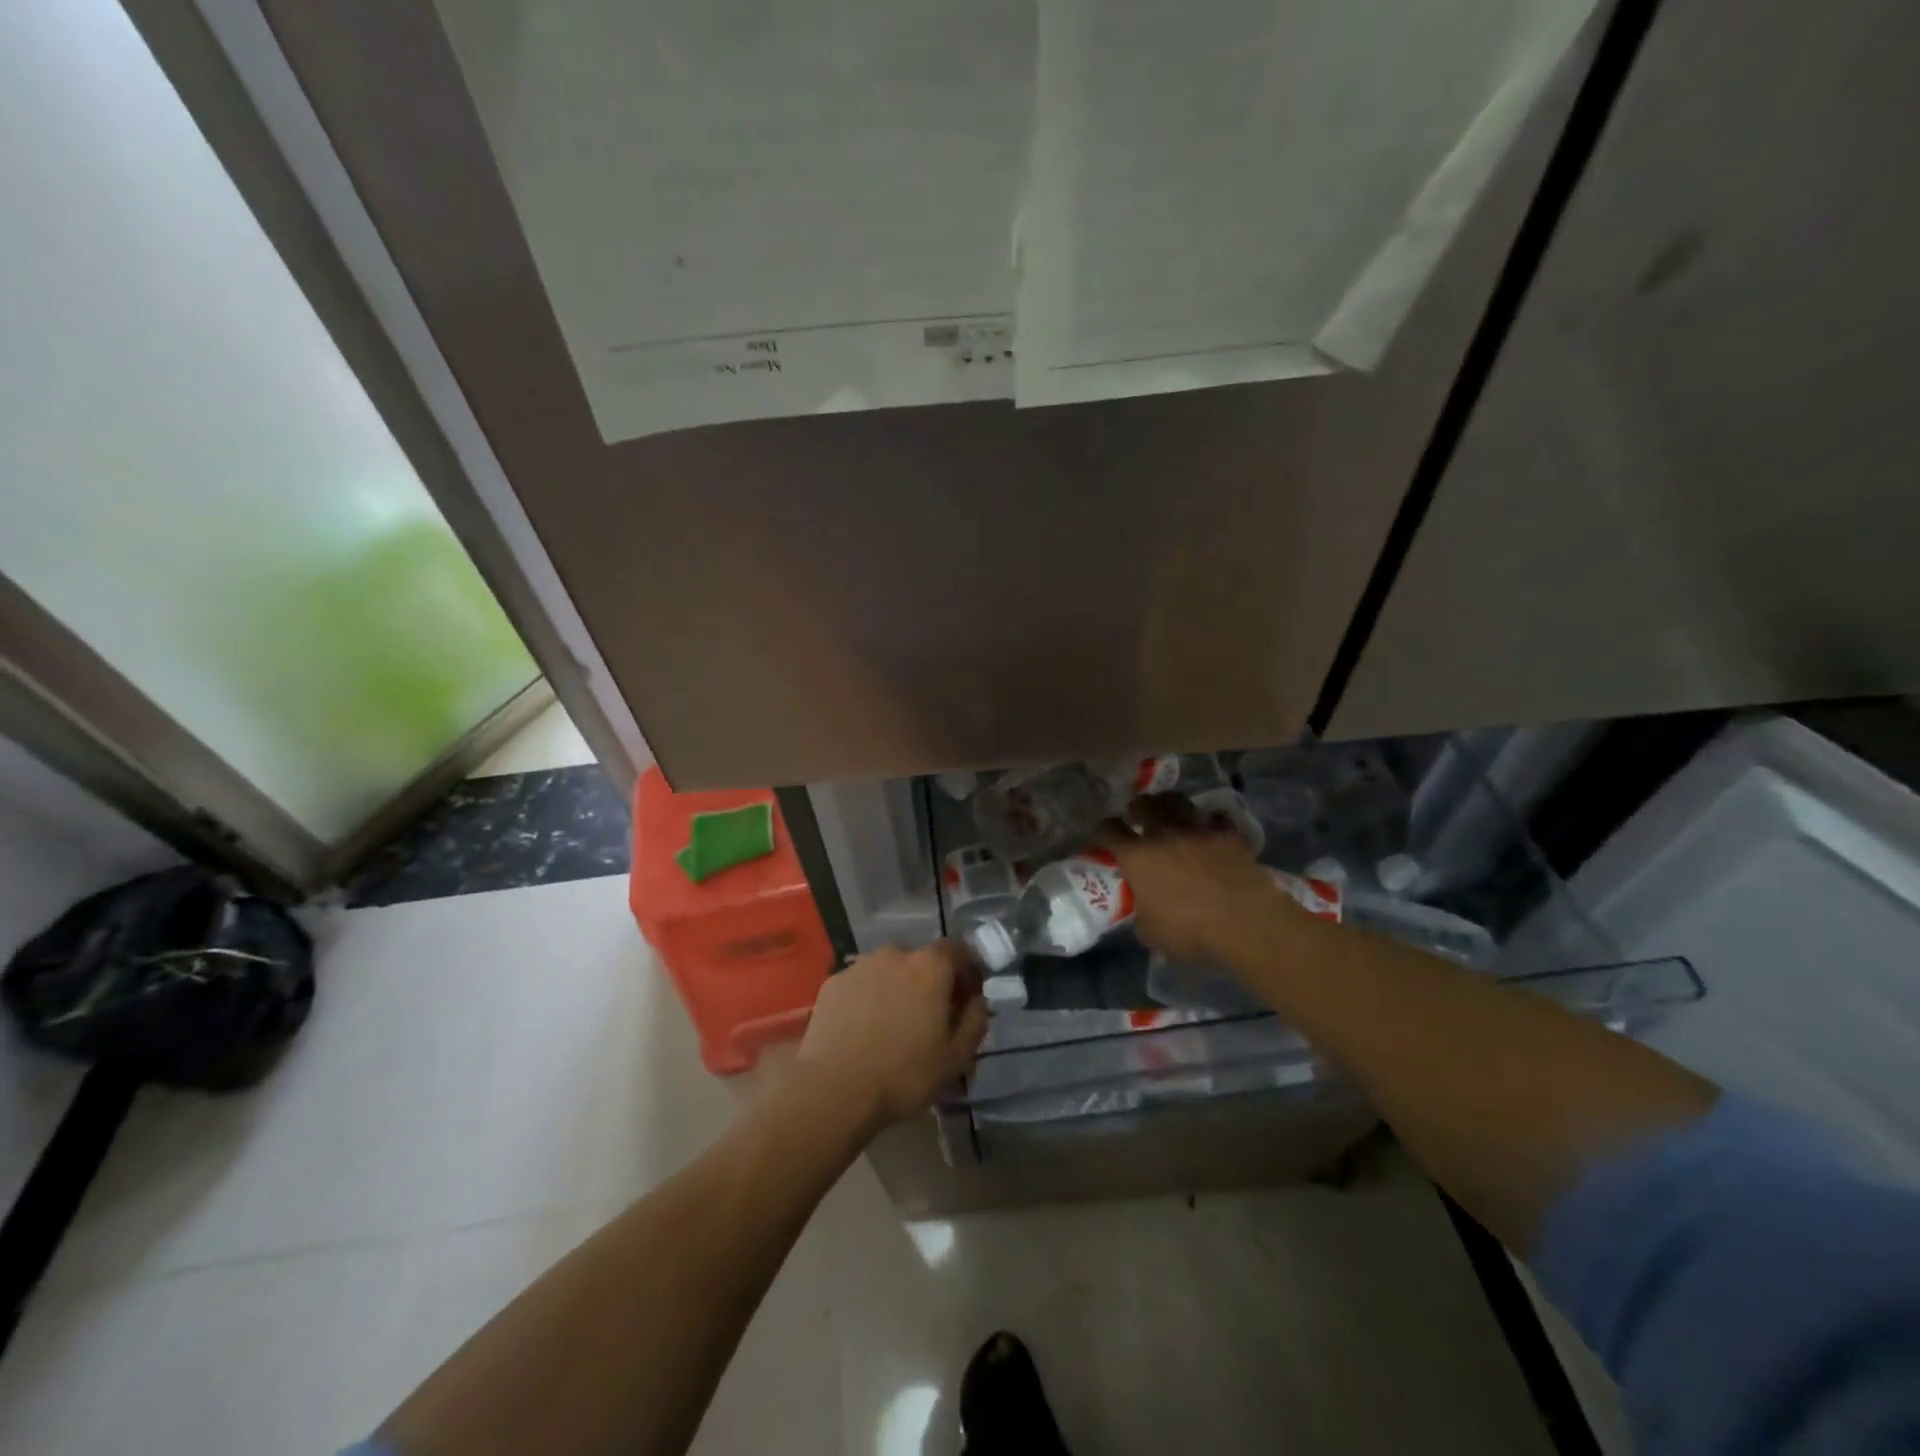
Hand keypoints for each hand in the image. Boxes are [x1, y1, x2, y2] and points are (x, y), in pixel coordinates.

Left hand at [793, 941, 988, 1133]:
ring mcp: (860, 965)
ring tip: (895, 1023)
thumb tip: (977, 1002)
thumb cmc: (903, 1074)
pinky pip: (862, 983)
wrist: (833, 1089)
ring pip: (889, 970)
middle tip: (932, 1015)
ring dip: (898, 987)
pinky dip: (869, 997)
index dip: (967, 971)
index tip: (968, 998)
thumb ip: (975, 1022)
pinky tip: (865, 1028)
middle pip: (921, 959)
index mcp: (930, 966)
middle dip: (931, 981)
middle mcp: (895, 954)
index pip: (957, 950)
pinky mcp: (833, 983)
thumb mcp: (956, 1058)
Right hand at [1097, 793, 1285, 963]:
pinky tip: (1212, 825)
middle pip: (1144, 806)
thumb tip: (1144, 915)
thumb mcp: (1152, 934)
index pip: (1110, 831)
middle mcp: (1164, 835)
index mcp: (1137, 857)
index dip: (1103, 829)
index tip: (1104, 832)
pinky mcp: (1228, 835)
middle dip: (1137, 807)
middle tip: (1137, 813)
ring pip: (1179, 802)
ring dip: (1170, 804)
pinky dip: (1212, 820)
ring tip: (1170, 809)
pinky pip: (1217, 818)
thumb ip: (1143, 917)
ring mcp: (1198, 831)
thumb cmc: (1190, 930)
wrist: (1244, 922)